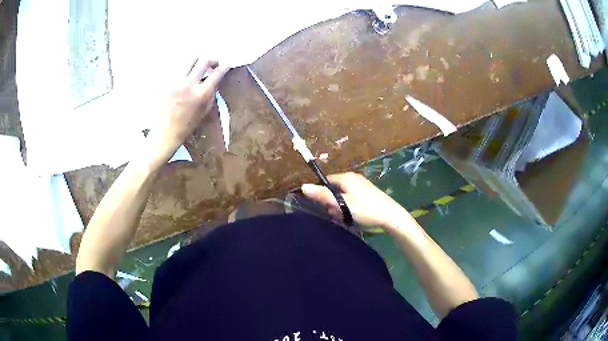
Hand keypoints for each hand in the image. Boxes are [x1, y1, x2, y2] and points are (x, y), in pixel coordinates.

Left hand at [146, 59, 229, 165]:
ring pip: (190, 60)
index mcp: (201, 94)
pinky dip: (184, 69)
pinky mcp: (167, 82)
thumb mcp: (204, 111)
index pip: (217, 73)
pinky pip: (178, 68)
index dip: (224, 66)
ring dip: (198, 61)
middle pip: (204, 60)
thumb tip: (214, 81)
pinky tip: (184, 75)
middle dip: (212, 60)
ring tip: (198, 66)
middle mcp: (189, 84)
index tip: (227, 64)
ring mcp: (176, 82)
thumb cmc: (187, 125)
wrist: (165, 133)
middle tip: (213, 63)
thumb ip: (211, 94)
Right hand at [301, 172, 410, 229]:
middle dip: (333, 204)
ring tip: (346, 219)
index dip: (322, 194)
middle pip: (334, 190)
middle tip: (338, 215)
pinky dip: (349, 209)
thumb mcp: (342, 204)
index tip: (324, 206)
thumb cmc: (365, 209)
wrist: (391, 216)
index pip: (326, 181)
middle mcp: (353, 179)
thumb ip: (323, 196)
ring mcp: (361, 187)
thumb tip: (304, 186)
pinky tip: (354, 218)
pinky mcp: (367, 194)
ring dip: (341, 209)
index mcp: (346, 178)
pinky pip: (351, 200)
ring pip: (343, 197)